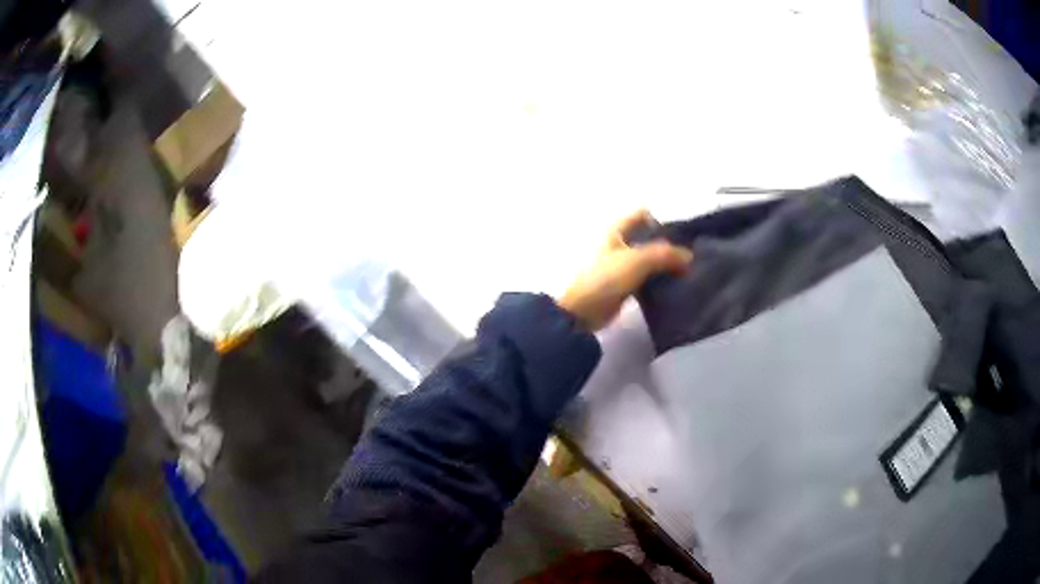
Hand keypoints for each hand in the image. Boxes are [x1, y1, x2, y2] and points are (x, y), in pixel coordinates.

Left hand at [558, 210, 692, 331]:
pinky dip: (658, 282)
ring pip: (648, 260)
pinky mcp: (623, 286)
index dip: (661, 222)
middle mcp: (618, 244)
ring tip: (686, 274)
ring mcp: (620, 266)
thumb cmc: (606, 278)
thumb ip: (665, 254)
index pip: (642, 216)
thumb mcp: (637, 260)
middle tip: (689, 258)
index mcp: (616, 230)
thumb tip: (689, 257)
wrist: (582, 312)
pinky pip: (645, 279)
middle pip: (647, 239)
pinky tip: (673, 288)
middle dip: (667, 247)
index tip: (679, 238)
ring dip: (664, 266)